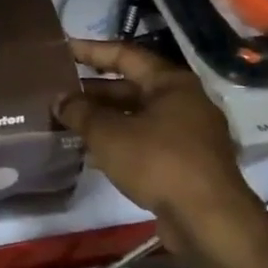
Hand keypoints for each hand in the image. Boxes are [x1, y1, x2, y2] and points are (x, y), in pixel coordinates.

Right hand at [54, 39, 267, 267]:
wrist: (208, 218)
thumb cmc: (158, 162)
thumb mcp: (109, 134)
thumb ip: (80, 113)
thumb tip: (59, 99)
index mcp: (171, 83)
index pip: (125, 54)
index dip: (91, 51)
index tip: (63, 49)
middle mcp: (184, 102)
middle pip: (131, 87)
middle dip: (94, 91)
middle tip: (59, 93)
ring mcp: (188, 133)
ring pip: (137, 117)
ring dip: (104, 119)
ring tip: (68, 122)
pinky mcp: (186, 162)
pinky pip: (145, 141)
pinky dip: (119, 142)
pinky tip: (92, 152)